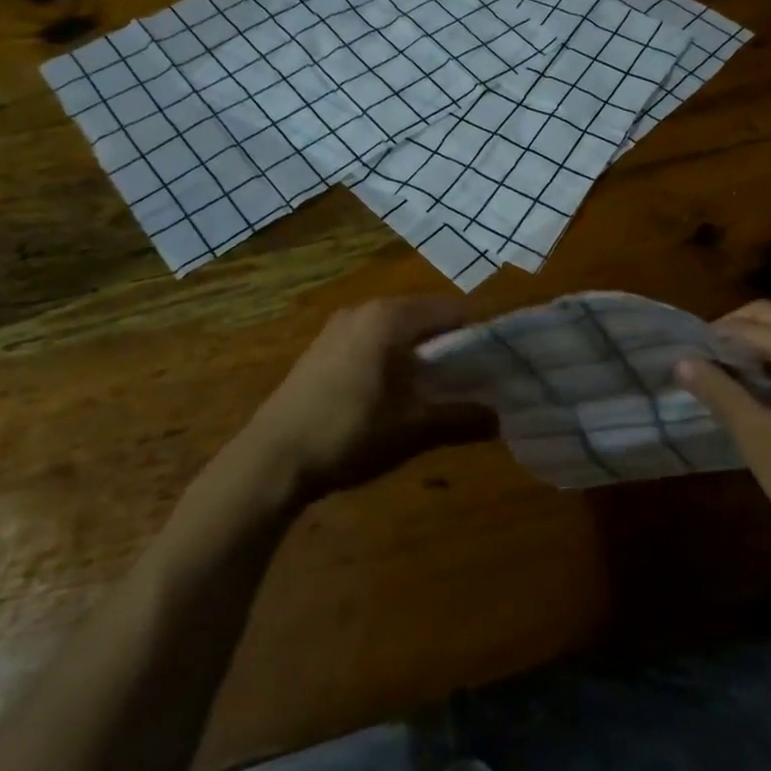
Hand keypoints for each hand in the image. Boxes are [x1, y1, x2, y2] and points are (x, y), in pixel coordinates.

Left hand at [238, 296, 476, 498]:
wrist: (270, 460)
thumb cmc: (349, 434)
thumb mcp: (413, 430)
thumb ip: (461, 420)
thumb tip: (499, 419)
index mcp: (391, 318)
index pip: (454, 310)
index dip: (481, 332)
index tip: (500, 360)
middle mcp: (365, 310)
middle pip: (426, 316)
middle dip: (452, 343)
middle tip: (475, 376)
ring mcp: (339, 327)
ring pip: (398, 328)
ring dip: (421, 351)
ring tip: (439, 386)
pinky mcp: (322, 348)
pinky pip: (373, 339)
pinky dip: (393, 356)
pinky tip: (395, 391)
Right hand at [676, 301, 770, 570]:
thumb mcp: (759, 439)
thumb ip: (719, 393)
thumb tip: (681, 360)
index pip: (751, 326)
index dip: (713, 337)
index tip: (681, 356)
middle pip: (769, 318)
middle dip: (730, 334)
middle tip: (699, 364)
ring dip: (749, 348)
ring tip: (717, 377)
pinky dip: (768, 363)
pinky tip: (750, 392)